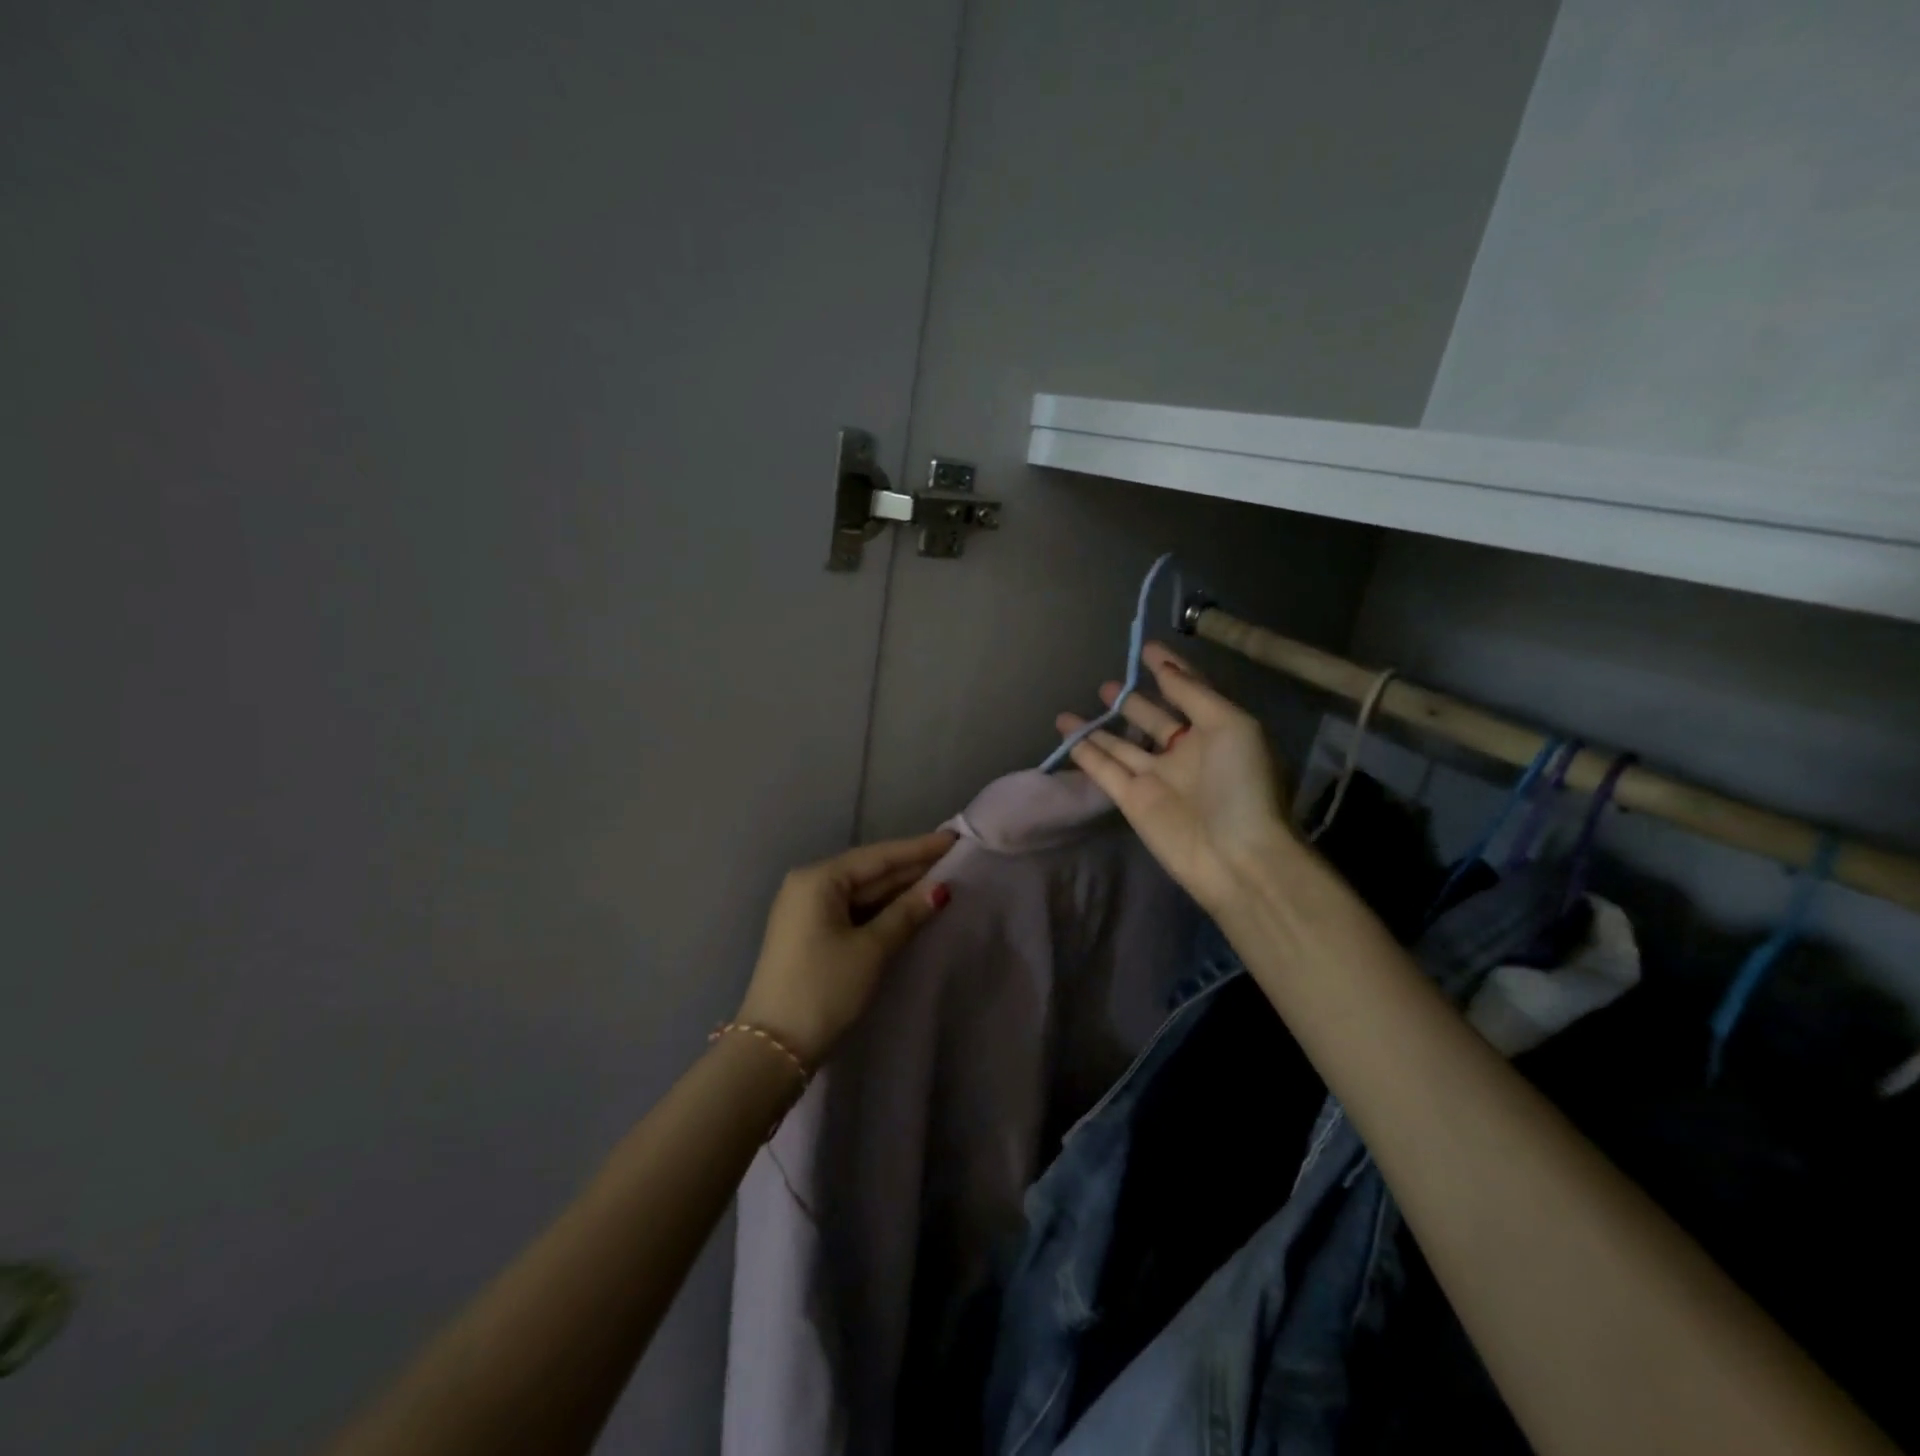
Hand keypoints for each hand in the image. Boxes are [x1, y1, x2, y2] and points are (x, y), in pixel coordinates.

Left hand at [736, 831, 956, 1067]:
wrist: (774, 1047)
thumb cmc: (824, 988)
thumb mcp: (871, 949)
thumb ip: (906, 914)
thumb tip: (940, 888)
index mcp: (818, 879)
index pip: (878, 856)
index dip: (919, 848)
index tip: (954, 838)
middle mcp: (809, 886)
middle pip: (869, 871)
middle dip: (911, 868)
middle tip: (954, 859)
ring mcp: (807, 911)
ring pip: (862, 892)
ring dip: (899, 890)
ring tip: (942, 880)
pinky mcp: (810, 934)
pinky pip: (853, 910)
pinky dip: (882, 910)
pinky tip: (910, 908)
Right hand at [1055, 642, 1296, 914]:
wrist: (1236, 855)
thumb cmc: (1243, 784)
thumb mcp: (1231, 725)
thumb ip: (1194, 694)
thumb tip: (1164, 668)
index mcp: (1217, 732)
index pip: (1189, 693)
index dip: (1169, 670)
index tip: (1147, 648)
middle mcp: (1186, 753)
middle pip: (1153, 720)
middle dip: (1132, 701)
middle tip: (1108, 684)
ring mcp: (1157, 778)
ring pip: (1122, 745)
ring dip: (1100, 727)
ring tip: (1074, 709)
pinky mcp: (1133, 800)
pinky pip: (1104, 769)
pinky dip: (1085, 752)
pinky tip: (1066, 732)